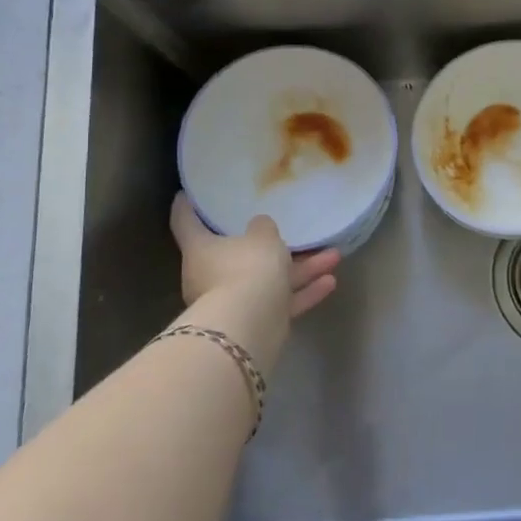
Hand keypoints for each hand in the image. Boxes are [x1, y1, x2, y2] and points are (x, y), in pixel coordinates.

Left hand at [170, 195, 339, 364]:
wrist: (250, 326)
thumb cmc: (247, 268)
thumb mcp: (262, 237)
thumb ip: (263, 228)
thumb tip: (260, 226)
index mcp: (200, 249)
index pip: (186, 222)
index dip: (187, 206)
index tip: (188, 194)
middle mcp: (210, 276)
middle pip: (238, 254)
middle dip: (269, 245)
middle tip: (288, 231)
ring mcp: (233, 301)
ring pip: (268, 280)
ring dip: (302, 269)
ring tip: (334, 256)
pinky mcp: (255, 323)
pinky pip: (280, 302)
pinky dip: (303, 292)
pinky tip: (331, 282)